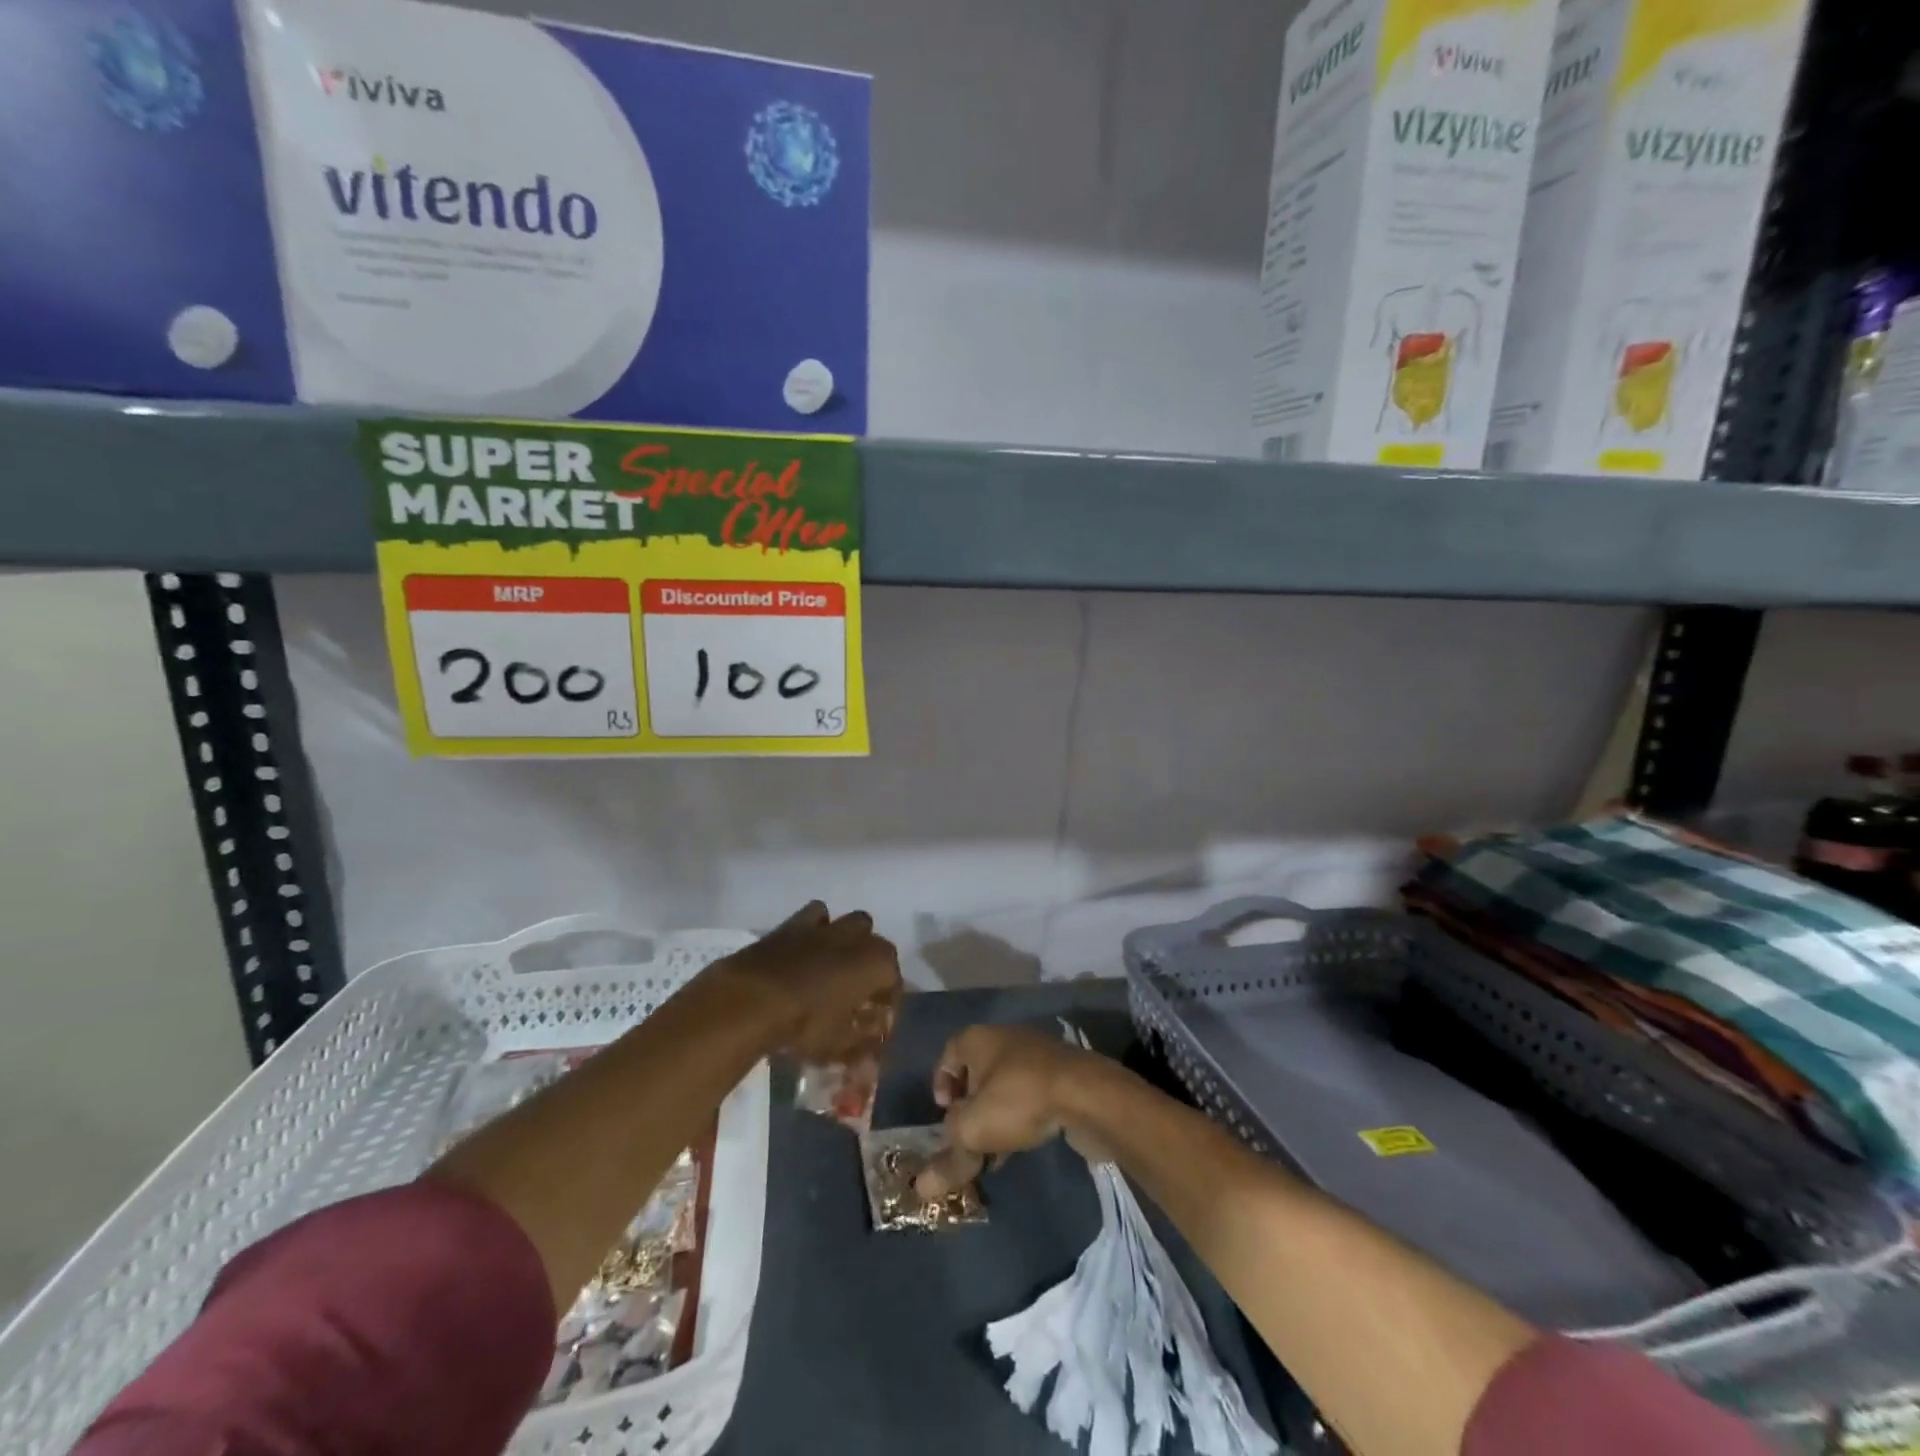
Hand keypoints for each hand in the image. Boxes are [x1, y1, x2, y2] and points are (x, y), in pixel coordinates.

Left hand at [711, 902, 901, 1063]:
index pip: (894, 981)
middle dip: (872, 965)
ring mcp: (826, 926)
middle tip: (858, 992)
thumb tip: (873, 1048)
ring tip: (835, 966)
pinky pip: (815, 917)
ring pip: (850, 923)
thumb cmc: (805, 1024)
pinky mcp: (794, 923)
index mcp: (878, 963)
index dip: (888, 1003)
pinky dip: (816, 929)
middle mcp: (858, 937)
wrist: (752, 998)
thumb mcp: (839, 1045)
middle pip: (876, 946)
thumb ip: (863, 1044)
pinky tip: (807, 950)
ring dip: (849, 941)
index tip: (877, 1022)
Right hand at [914, 1024, 1100, 1198]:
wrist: (1087, 1093)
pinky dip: (1021, 1116)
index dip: (941, 1083)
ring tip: (994, 1150)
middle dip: (969, 1106)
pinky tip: (1022, 1145)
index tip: (944, 1115)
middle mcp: (1004, 1038)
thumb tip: (921, 1189)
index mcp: (977, 1039)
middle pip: (977, 1071)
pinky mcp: (1060, 1074)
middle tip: (967, 1137)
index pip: (948, 1054)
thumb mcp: (974, 1131)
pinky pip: (1029, 1094)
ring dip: (995, 1115)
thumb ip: (948, 1158)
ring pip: (1004, 1086)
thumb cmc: (1019, 1099)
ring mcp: (1035, 1054)